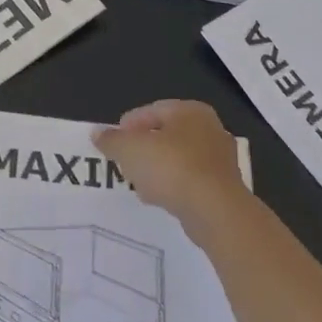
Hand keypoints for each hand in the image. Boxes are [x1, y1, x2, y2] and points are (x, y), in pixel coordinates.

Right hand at [92, 100, 251, 236]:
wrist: (215, 211)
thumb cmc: (171, 168)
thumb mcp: (130, 150)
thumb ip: (112, 139)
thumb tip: (97, 133)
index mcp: (190, 110)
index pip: (152, 110)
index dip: (128, 125)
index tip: (113, 143)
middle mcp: (210, 128)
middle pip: (166, 134)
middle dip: (144, 148)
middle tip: (124, 162)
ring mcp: (220, 159)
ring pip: (179, 158)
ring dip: (157, 168)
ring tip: (138, 183)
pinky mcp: (224, 187)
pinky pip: (190, 180)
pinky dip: (173, 185)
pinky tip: (158, 198)